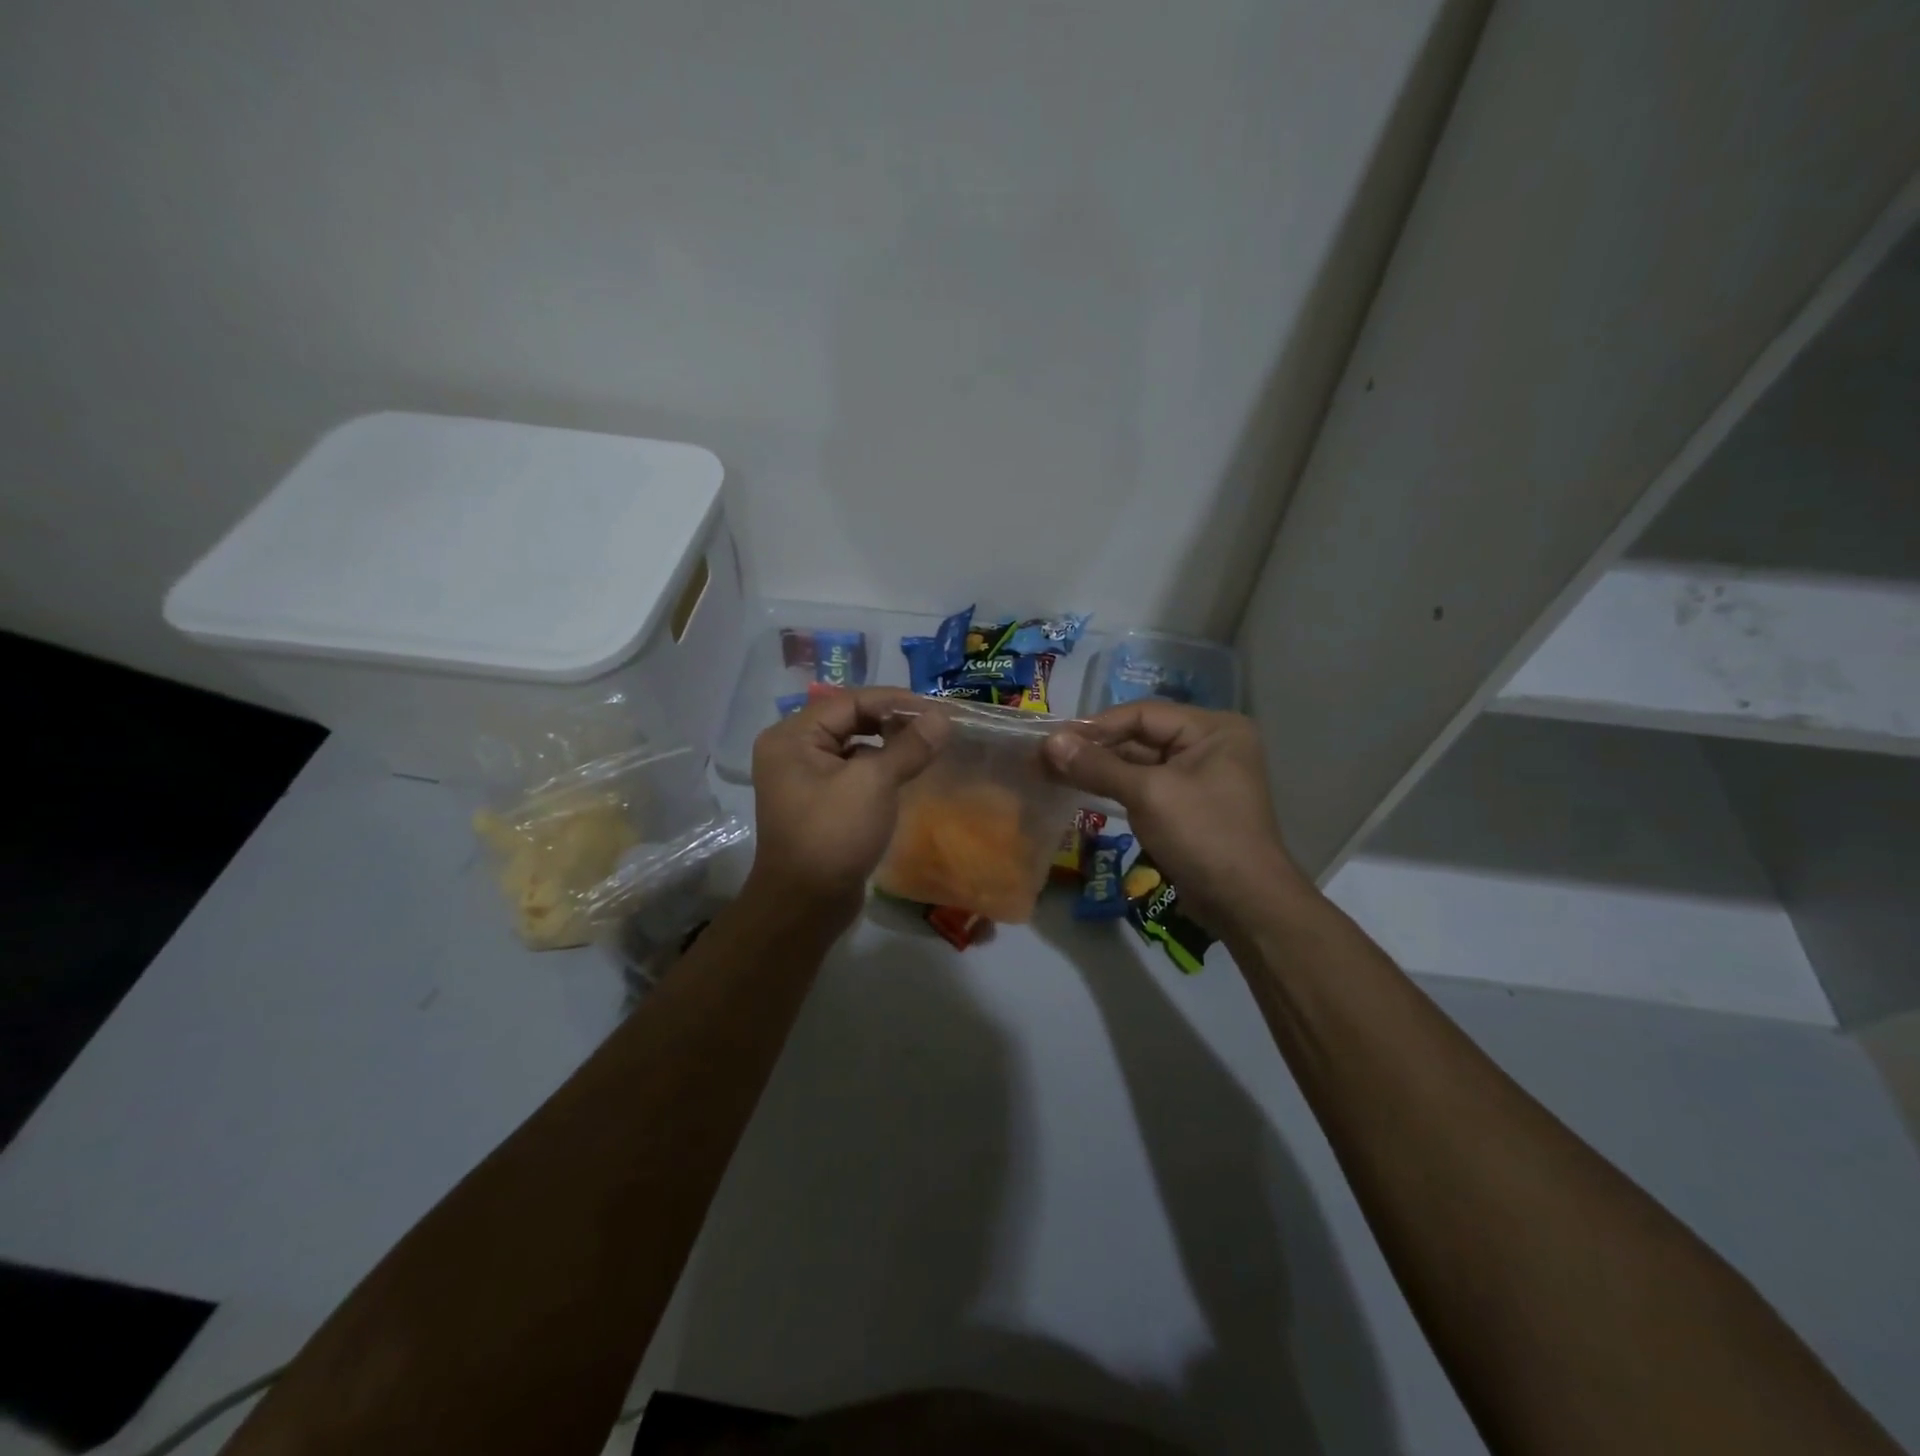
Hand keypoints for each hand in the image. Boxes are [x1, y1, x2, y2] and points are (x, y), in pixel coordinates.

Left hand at [746, 687, 944, 925]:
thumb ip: (908, 746)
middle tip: (935, 727)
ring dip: (888, 745)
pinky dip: (879, 768)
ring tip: (926, 747)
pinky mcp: (818, 803)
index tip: (936, 708)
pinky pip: (852, 772)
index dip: (894, 701)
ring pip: (853, 747)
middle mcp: (792, 751)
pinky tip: (906, 773)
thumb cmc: (833, 835)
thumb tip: (942, 717)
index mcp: (792, 737)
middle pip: (849, 720)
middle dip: (892, 721)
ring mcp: (803, 779)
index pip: (849, 701)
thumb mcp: (874, 784)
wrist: (805, 906)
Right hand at [1042, 702, 1304, 933]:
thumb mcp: (1147, 794)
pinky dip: (1116, 787)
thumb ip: (1097, 766)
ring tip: (1056, 772)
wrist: (1245, 903)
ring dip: (1101, 768)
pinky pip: (1146, 786)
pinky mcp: (1188, 805)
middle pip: (1141, 736)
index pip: (1143, 714)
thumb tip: (1050, 743)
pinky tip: (1083, 789)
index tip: (1054, 739)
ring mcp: (1200, 776)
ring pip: (1140, 762)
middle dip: (1096, 748)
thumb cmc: (1202, 835)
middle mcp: (1209, 744)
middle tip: (1049, 757)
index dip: (1096, 725)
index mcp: (1213, 728)